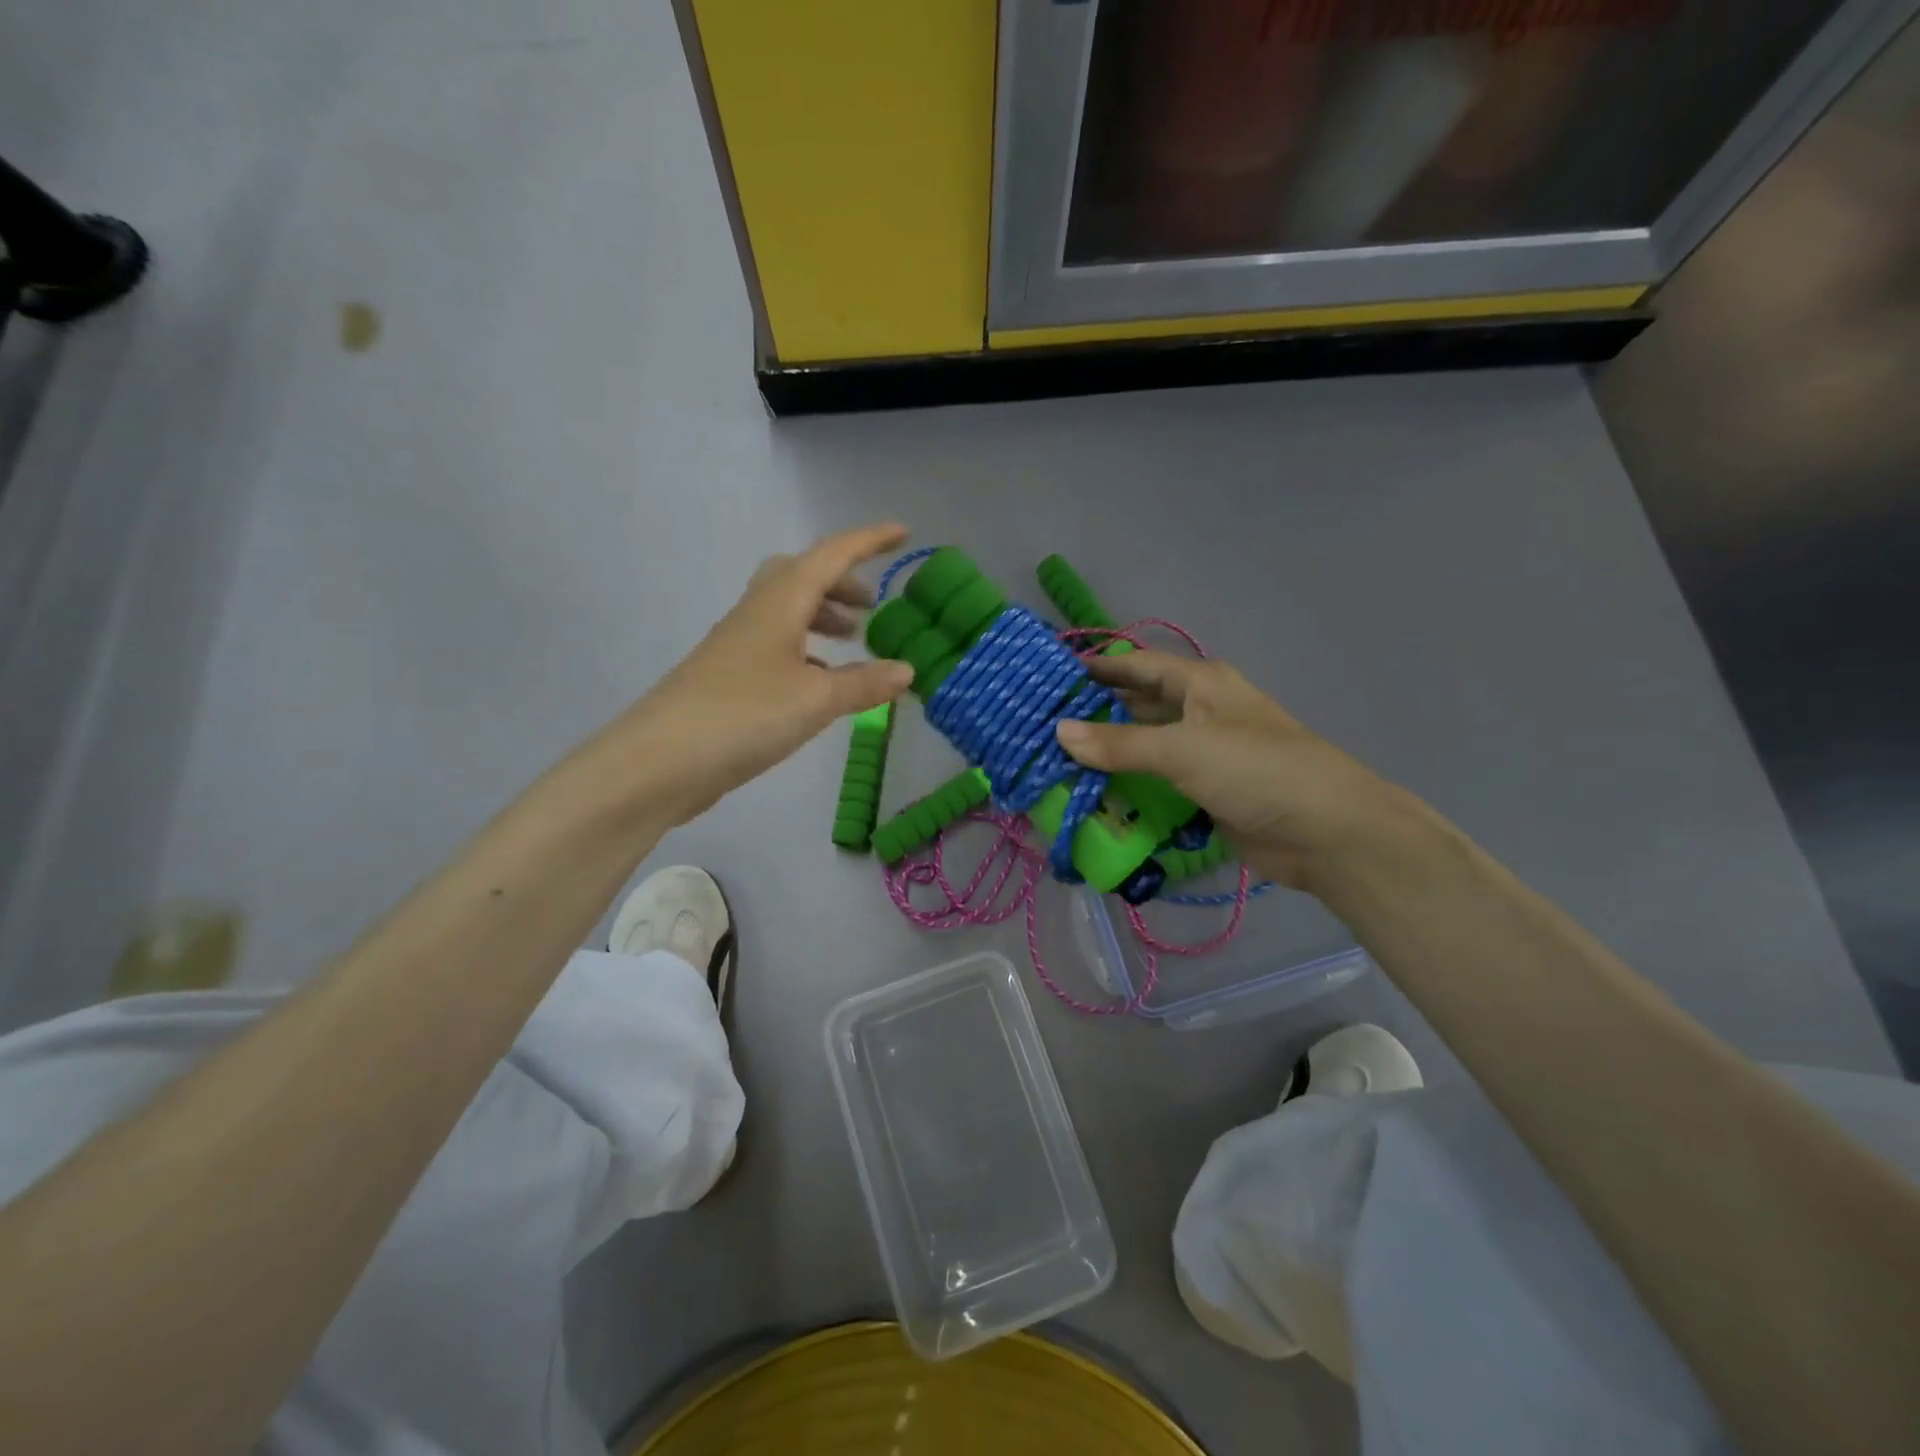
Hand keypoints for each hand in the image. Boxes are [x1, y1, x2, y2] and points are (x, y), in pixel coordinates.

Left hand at [595, 524, 915, 824]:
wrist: (659, 762)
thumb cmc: (743, 716)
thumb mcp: (815, 700)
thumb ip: (863, 683)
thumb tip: (906, 669)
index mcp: (779, 603)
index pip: (831, 556)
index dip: (869, 541)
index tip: (903, 533)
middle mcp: (756, 614)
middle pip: (800, 576)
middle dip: (840, 582)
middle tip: (871, 605)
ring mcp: (737, 646)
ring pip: (786, 611)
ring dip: (822, 616)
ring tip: (853, 642)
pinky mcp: (728, 678)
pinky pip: (775, 646)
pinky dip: (805, 651)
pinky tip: (819, 682)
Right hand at [1054, 652, 1420, 890]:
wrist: (1326, 831)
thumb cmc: (1256, 770)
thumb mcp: (1183, 749)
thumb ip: (1119, 743)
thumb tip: (1058, 732)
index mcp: (1200, 684)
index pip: (1138, 665)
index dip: (1098, 668)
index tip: (1051, 677)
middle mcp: (1200, 712)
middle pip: (1138, 704)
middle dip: (1095, 713)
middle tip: (1043, 725)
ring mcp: (1204, 754)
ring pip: (1146, 746)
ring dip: (1109, 753)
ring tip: (1056, 760)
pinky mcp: (1206, 791)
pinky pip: (1157, 782)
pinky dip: (1129, 786)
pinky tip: (1094, 795)